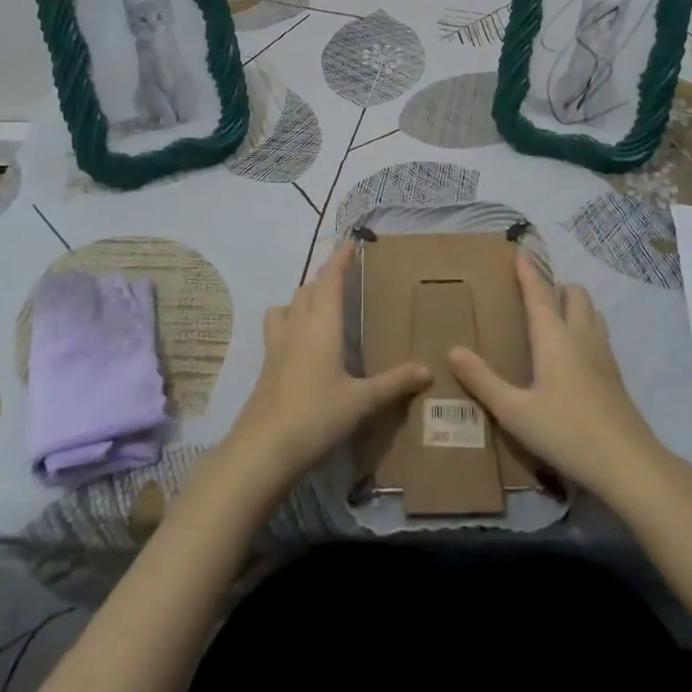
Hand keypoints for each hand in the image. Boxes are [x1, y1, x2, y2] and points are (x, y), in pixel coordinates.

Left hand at [223, 239, 430, 491]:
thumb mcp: (362, 401)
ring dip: (303, 298)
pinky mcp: (267, 365)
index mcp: (321, 324)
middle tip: (345, 277)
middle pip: (307, 288)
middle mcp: (297, 326)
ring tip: (320, 307)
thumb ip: (394, 383)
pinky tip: (302, 343)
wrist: (263, 449)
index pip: (330, 279)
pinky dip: (290, 322)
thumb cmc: (317, 416)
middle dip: (325, 278)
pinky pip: (278, 328)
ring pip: (287, 306)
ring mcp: (277, 345)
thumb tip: (428, 369)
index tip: (351, 242)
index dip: (340, 259)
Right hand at [449, 252, 670, 507]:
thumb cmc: (566, 432)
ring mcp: (603, 354)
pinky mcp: (615, 374)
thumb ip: (483, 380)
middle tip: (535, 297)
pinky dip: (585, 327)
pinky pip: (599, 333)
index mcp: (554, 337)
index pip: (538, 292)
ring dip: (574, 305)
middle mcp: (581, 335)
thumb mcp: (515, 411)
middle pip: (574, 293)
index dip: (528, 270)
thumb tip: (453, 350)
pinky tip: (574, 354)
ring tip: (554, 319)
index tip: (521, 249)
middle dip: (556, 286)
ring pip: (592, 311)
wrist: (628, 464)